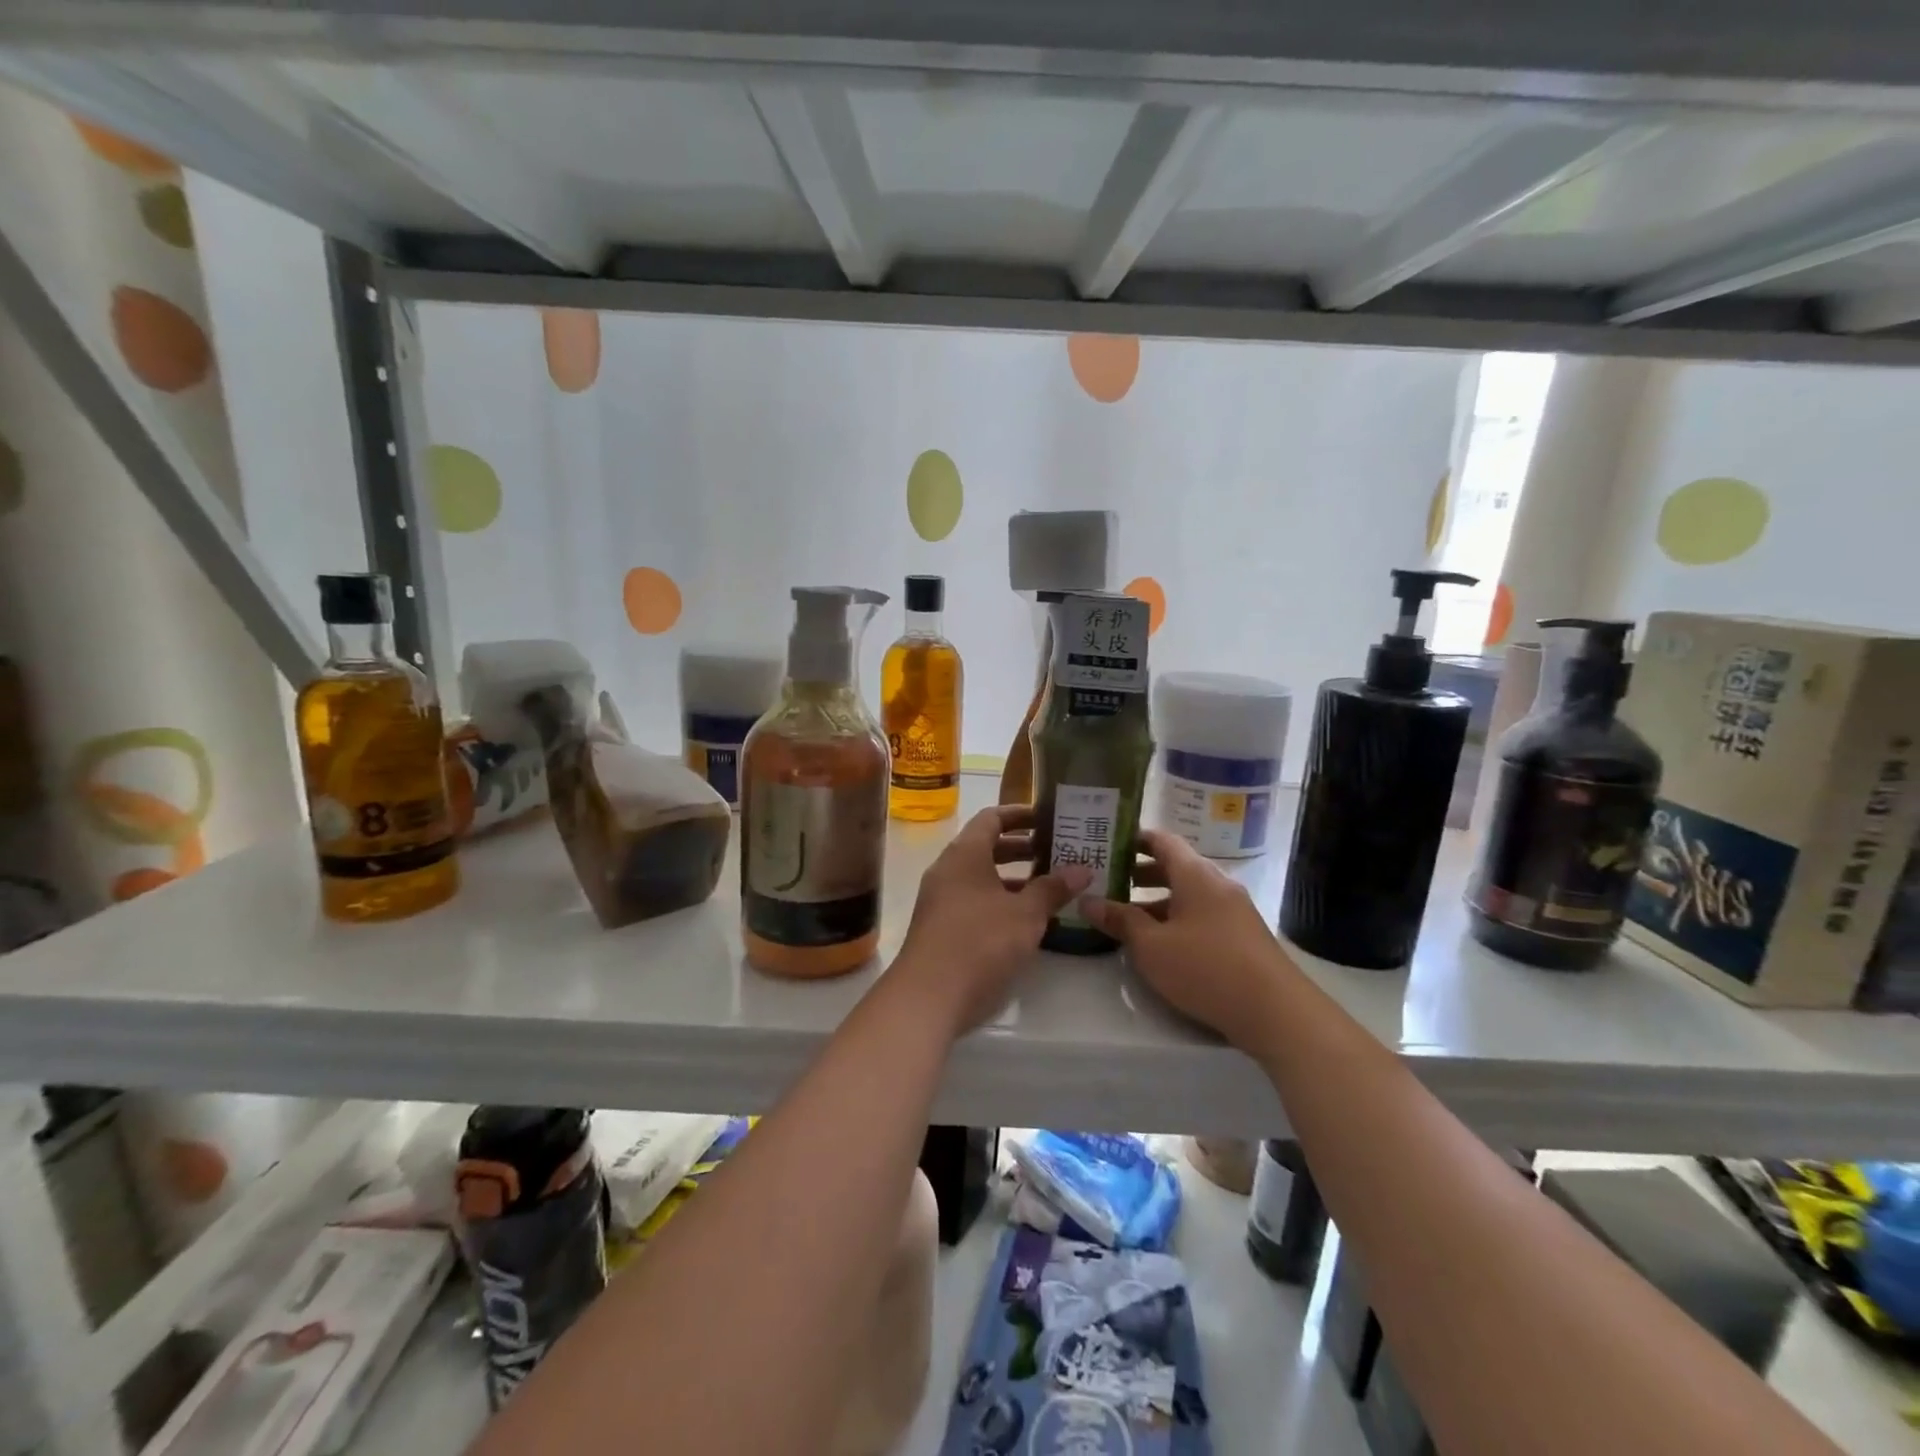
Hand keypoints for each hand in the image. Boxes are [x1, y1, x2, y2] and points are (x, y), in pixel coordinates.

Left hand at [893, 805, 1091, 1032]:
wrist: (928, 997)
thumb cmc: (979, 943)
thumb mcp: (1025, 914)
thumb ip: (1053, 888)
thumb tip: (1082, 869)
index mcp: (964, 854)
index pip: (992, 818)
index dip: (1021, 814)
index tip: (1049, 817)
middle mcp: (948, 870)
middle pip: (986, 847)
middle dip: (1022, 848)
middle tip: (1058, 852)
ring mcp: (941, 900)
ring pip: (981, 877)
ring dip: (1013, 879)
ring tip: (1050, 887)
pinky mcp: (940, 928)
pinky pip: (974, 901)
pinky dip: (1000, 902)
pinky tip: (1026, 921)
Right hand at [1079, 829, 1295, 1053]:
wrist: (1276, 1012)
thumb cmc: (1206, 967)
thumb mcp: (1151, 946)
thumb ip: (1119, 920)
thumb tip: (1086, 900)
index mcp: (1196, 875)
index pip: (1162, 840)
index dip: (1133, 839)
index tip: (1106, 844)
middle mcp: (1217, 884)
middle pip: (1174, 867)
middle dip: (1139, 873)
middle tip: (1106, 881)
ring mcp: (1234, 911)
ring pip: (1188, 895)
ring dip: (1156, 901)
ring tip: (1125, 916)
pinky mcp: (1242, 937)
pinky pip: (1202, 915)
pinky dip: (1176, 919)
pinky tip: (1159, 943)